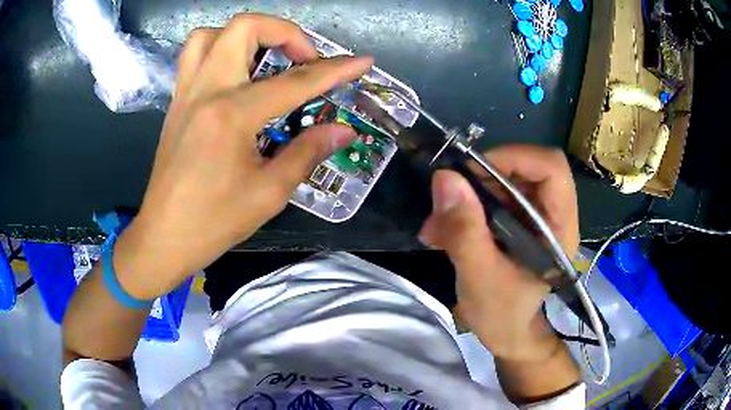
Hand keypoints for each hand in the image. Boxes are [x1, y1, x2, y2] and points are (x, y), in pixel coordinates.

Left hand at [114, 14, 372, 298]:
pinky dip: (220, 49)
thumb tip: (343, 130)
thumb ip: (308, 152)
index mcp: (231, 115)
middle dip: (285, 32)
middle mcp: (206, 91)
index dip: (334, 70)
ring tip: (265, 59)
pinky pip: (194, 56)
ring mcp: (186, 93)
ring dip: (246, 36)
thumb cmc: (214, 221)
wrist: (164, 237)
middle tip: (302, 60)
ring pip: (212, 34)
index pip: (294, 82)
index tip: (361, 61)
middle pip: (245, 27)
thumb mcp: (269, 193)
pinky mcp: (177, 102)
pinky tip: (236, 75)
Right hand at [418, 145, 578, 362]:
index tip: (473, 172)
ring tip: (438, 225)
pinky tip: (443, 231)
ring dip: (467, 195)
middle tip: (447, 200)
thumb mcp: (480, 278)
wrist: (506, 333)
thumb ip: (465, 231)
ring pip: (503, 181)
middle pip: (525, 168)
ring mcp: (534, 216)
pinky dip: (464, 207)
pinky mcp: (517, 221)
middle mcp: (552, 214)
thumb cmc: (502, 315)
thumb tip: (445, 177)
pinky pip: (491, 197)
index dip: (515, 158)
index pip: (552, 168)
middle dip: (481, 178)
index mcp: (559, 228)